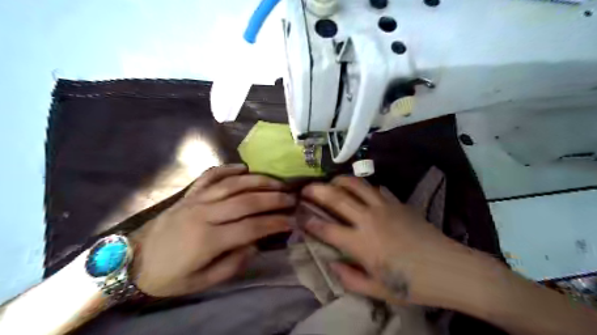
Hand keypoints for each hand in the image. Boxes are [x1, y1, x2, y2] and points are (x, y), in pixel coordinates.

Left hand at [131, 164, 297, 296]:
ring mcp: (196, 200)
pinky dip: (228, 168)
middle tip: (292, 197)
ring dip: (258, 181)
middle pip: (246, 200)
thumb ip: (233, 264)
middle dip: (274, 198)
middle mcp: (205, 214)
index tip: (293, 220)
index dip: (275, 222)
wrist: (132, 261)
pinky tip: (244, 167)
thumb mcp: (202, 282)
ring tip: (277, 181)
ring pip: (233, 184)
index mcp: (209, 240)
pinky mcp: (189, 193)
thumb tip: (256, 244)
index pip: (252, 227)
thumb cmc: (169, 276)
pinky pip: (211, 175)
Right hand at [304, 177, 470, 307]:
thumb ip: (348, 278)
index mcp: (360, 243)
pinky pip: (375, 187)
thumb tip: (331, 262)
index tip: (298, 215)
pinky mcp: (397, 202)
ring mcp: (383, 206)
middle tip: (305, 189)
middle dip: (315, 190)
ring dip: (337, 180)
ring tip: (329, 181)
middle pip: (335, 197)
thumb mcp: (377, 290)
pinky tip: (359, 190)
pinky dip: (362, 186)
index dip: (308, 220)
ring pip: (354, 184)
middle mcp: (367, 219)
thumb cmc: (412, 284)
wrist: (449, 268)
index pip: (325, 228)